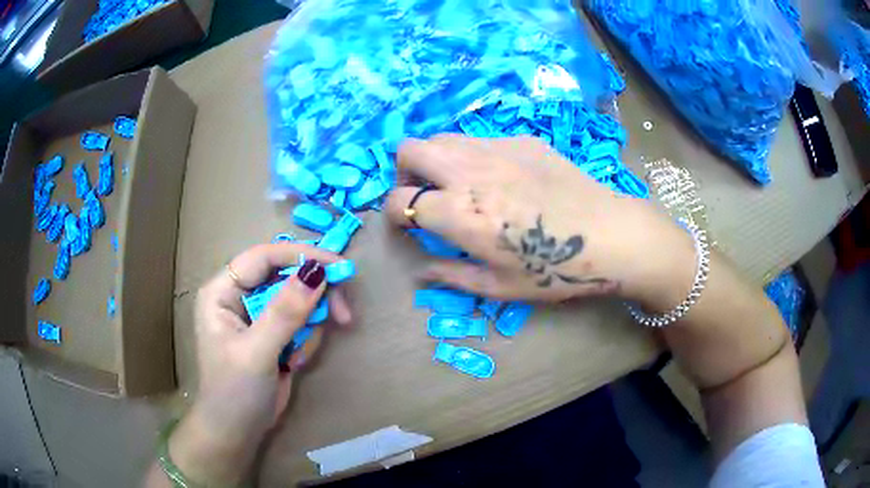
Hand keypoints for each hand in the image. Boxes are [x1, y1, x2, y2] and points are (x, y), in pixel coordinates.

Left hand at [167, 244, 351, 484]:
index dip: (300, 256)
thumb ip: (284, 313)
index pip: (263, 257)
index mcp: (223, 291)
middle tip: (343, 315)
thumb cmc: (235, 393)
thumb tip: (318, 272)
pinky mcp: (275, 334)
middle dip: (314, 296)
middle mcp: (240, 296)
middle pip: (286, 275)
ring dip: (311, 324)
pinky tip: (294, 363)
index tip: (338, 267)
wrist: (238, 432)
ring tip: (299, 357)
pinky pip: (302, 321)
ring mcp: (258, 316)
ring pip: (299, 299)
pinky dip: (307, 339)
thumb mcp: (257, 352)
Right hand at [385, 135, 695, 307]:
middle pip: (410, 150)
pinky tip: (500, 177)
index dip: (395, 215)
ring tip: (456, 182)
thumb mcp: (499, 286)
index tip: (408, 225)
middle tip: (423, 193)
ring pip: (442, 137)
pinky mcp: (521, 139)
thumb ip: (451, 276)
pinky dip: (473, 156)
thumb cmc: (554, 270)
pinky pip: (480, 139)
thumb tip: (420, 272)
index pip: (400, 202)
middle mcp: (469, 173)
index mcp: (460, 214)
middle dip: (404, 172)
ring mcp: (496, 149)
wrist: (608, 235)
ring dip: (436, 158)